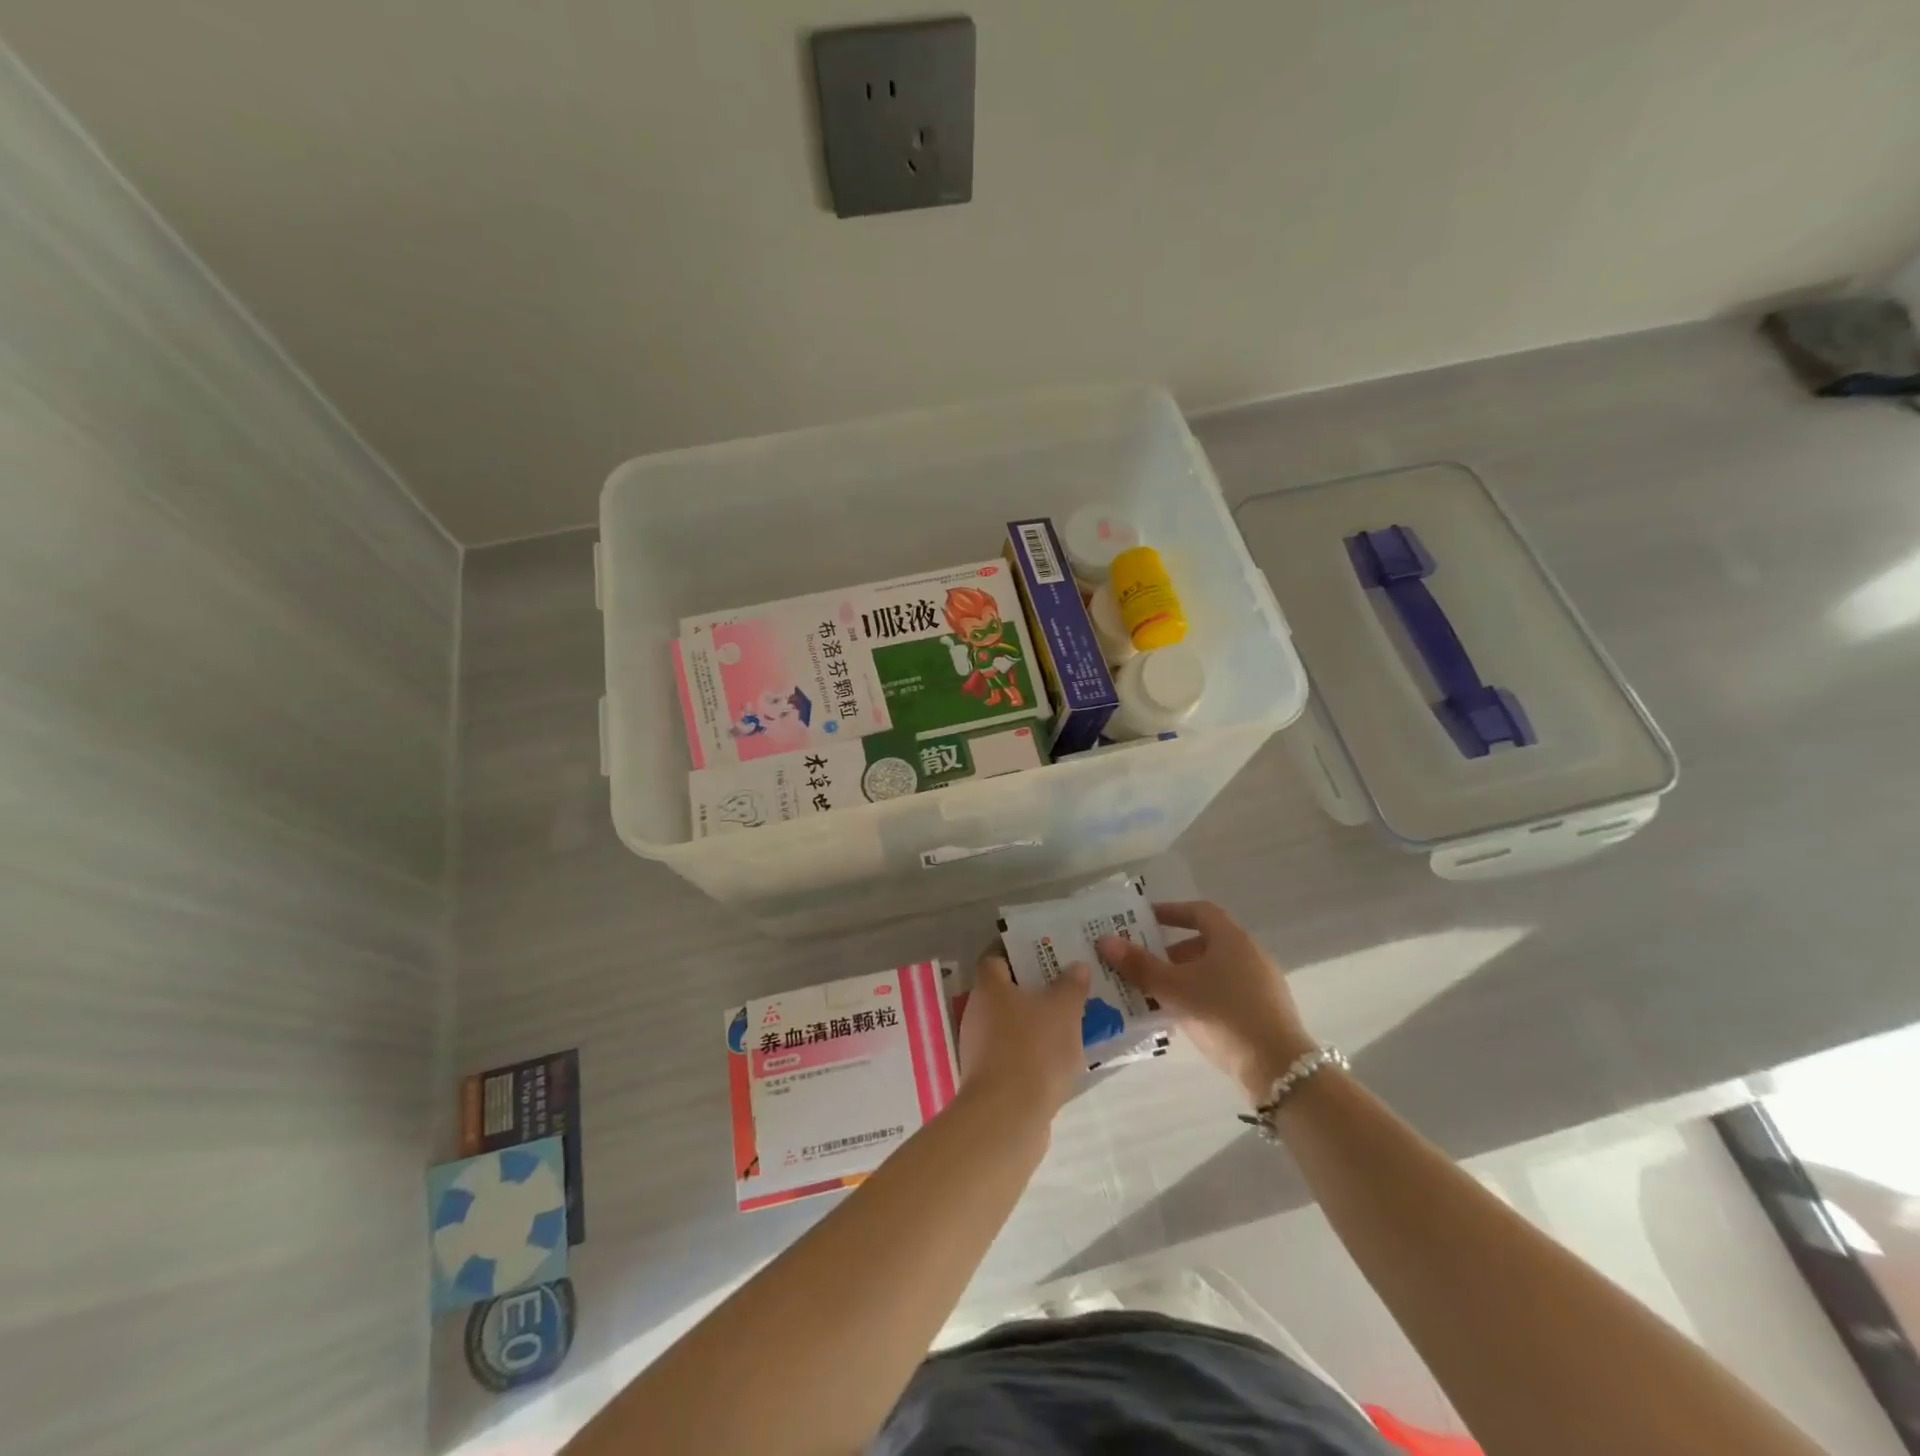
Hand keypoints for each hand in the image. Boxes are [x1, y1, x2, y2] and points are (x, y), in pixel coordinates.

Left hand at [956, 947, 1089, 1121]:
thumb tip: (1076, 966)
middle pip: (1004, 989)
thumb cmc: (1034, 1049)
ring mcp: (979, 1046)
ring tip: (1069, 1022)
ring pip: (1010, 1022)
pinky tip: (1057, 1058)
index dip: (1018, 950)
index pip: (996, 955)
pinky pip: (1012, 1051)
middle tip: (1066, 985)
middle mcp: (977, 1011)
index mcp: (989, 986)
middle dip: (1033, 987)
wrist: (1007, 1117)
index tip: (1045, 951)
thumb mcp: (1064, 1010)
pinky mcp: (987, 1076)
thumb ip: (1071, 985)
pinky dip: (1031, 1050)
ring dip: (1034, 1021)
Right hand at [1097, 901, 1314, 1105]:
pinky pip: (1226, 991)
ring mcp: (1261, 982)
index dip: (1170, 912)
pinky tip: (1184, 1016)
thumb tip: (1105, 940)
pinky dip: (1201, 994)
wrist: (1279, 1069)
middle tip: (1143, 963)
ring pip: (1215, 969)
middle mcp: (1250, 953)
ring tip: (1157, 993)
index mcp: (1231, 938)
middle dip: (1171, 951)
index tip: (1144, 920)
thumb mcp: (1175, 989)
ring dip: (1185, 976)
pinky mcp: (1265, 1010)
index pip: (1198, 911)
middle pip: (1205, 941)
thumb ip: (1140, 965)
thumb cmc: (1224, 1015)